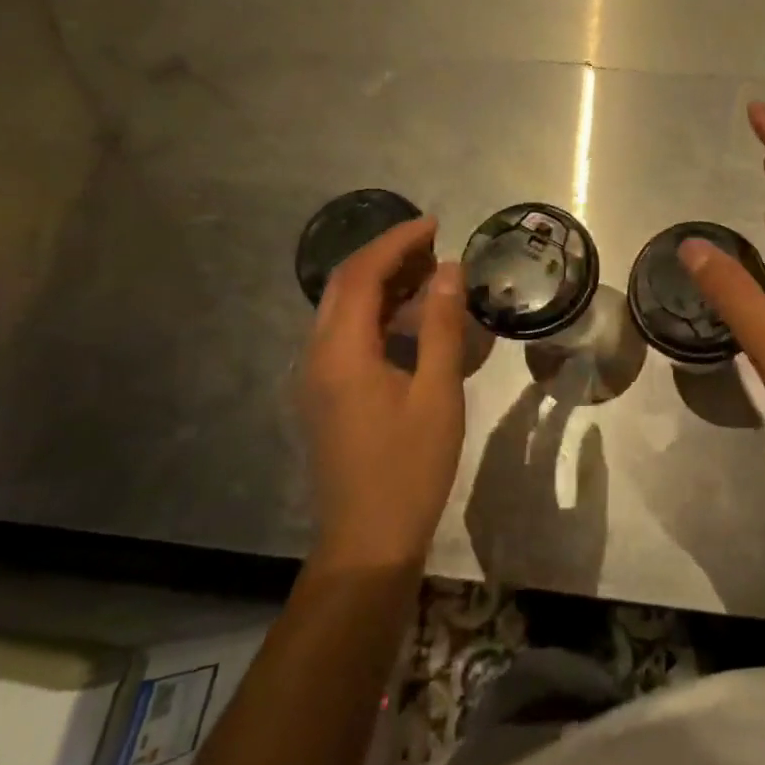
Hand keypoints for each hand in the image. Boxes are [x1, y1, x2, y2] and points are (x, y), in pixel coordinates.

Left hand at [298, 216, 468, 569]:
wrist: (367, 539)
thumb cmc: (409, 467)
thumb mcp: (436, 393)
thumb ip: (439, 326)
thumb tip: (448, 269)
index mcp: (342, 351)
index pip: (362, 274)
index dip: (396, 242)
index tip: (434, 224)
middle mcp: (317, 355)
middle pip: (344, 285)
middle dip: (386, 255)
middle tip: (433, 245)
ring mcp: (316, 376)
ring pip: (341, 309)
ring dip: (379, 282)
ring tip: (427, 273)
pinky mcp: (324, 393)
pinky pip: (344, 333)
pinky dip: (375, 312)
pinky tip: (407, 320)